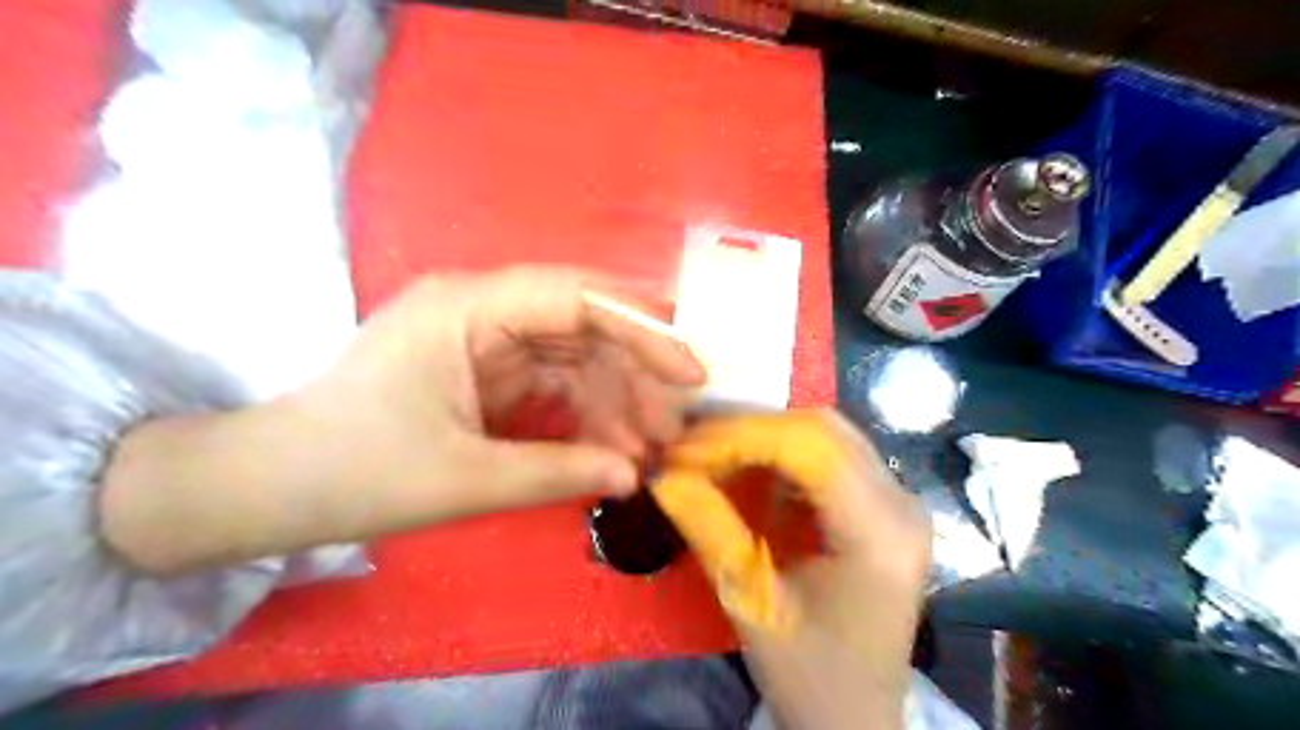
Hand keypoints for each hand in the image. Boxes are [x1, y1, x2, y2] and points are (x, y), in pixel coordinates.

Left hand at [101, 269, 701, 574]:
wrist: (274, 488)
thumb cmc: (355, 472)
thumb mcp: (464, 479)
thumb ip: (558, 472)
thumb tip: (633, 474)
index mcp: (467, 308)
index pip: (575, 296)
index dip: (642, 327)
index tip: (690, 372)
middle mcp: (483, 308)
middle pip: (584, 323)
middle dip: (635, 373)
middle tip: (670, 428)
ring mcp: (487, 339)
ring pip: (576, 354)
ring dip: (615, 399)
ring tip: (646, 450)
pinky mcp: (489, 370)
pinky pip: (555, 381)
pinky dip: (587, 413)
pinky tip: (610, 448)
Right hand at [663, 410, 928, 729]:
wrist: (856, 719)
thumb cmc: (810, 676)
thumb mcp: (751, 603)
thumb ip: (709, 528)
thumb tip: (662, 472)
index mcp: (881, 534)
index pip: (810, 448)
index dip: (739, 436)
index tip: (683, 447)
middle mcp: (902, 504)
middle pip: (822, 429)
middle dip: (748, 428)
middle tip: (692, 445)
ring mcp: (899, 502)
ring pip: (826, 435)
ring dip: (764, 436)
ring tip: (710, 452)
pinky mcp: (884, 507)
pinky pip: (830, 456)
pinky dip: (781, 454)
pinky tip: (746, 468)